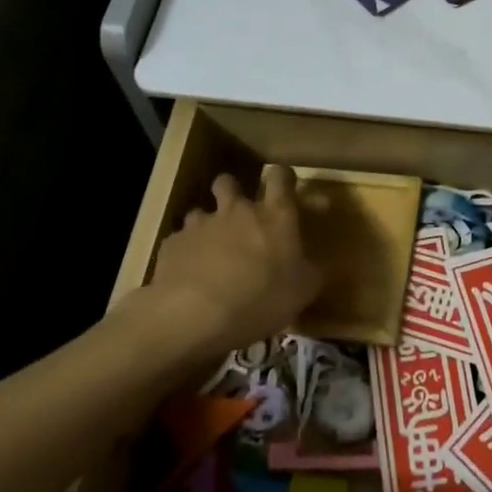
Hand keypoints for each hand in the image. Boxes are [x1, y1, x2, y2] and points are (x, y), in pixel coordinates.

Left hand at [144, 166, 322, 359]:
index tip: (287, 189)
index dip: (284, 179)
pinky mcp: (173, 244)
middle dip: (232, 191)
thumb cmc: (260, 298)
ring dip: (207, 225)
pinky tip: (188, 275)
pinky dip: (187, 253)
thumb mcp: (302, 291)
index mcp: (275, 215)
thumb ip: (312, 271)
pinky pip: (181, 241)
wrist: (194, 314)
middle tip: (238, 215)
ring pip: (201, 211)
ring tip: (210, 251)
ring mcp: (201, 224)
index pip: (281, 177)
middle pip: (230, 182)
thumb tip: (318, 265)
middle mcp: (237, 210)